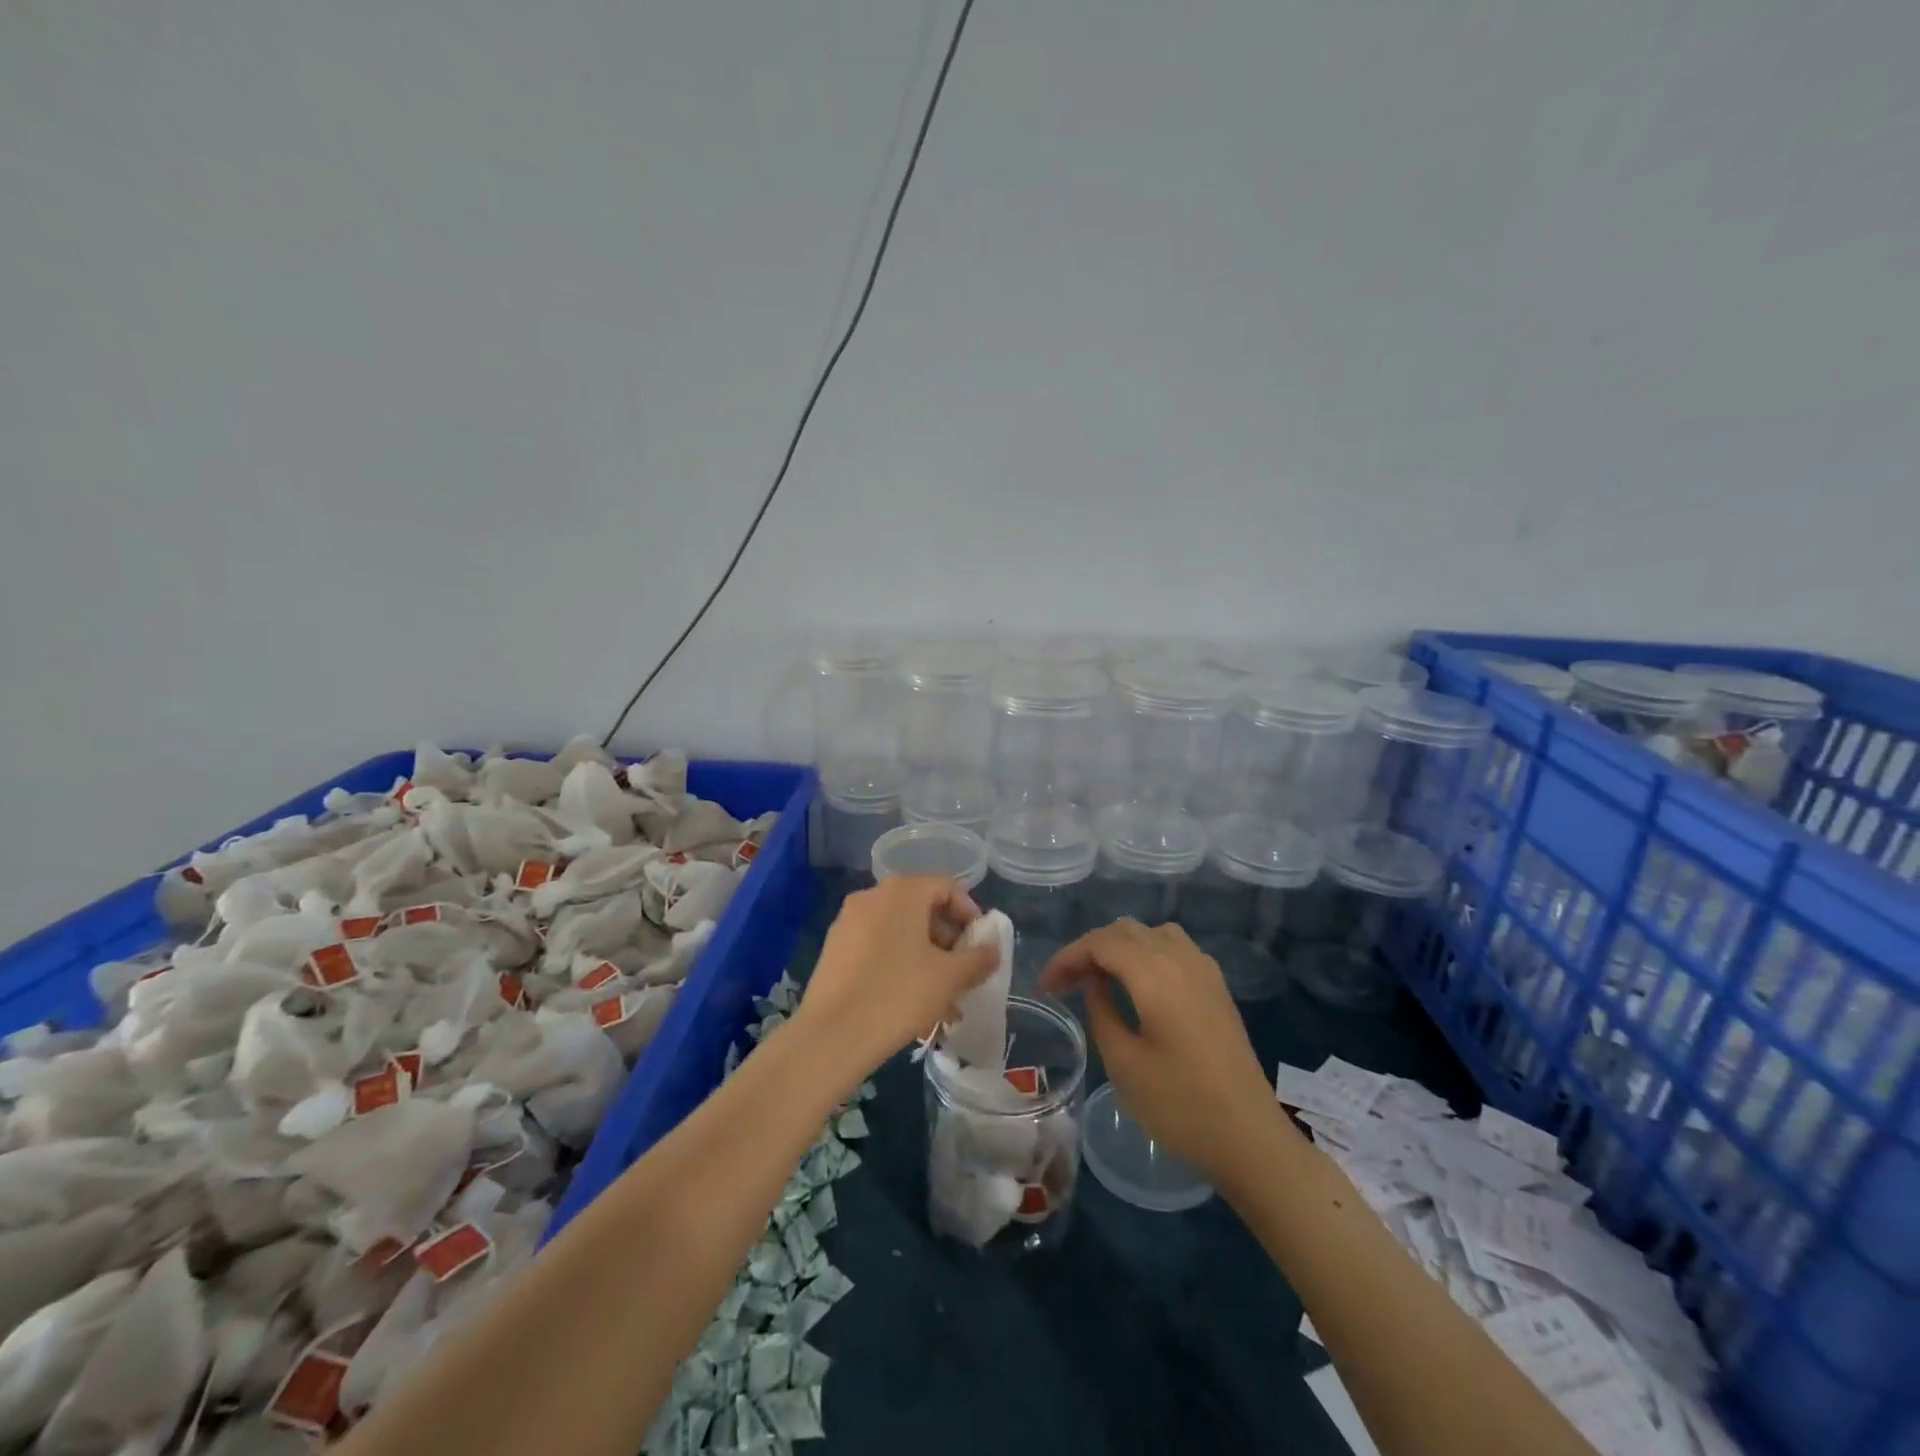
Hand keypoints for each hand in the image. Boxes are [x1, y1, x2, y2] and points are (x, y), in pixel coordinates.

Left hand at [795, 876, 1000, 1086]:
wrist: (832, 1035)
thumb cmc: (899, 994)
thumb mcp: (949, 977)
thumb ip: (978, 959)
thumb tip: (992, 950)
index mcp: (902, 891)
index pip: (946, 887)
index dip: (970, 913)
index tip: (980, 945)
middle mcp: (872, 896)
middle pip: (921, 909)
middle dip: (948, 942)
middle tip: (963, 974)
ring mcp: (849, 922)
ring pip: (900, 934)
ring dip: (926, 960)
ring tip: (943, 1002)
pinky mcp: (835, 950)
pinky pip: (878, 949)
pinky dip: (899, 967)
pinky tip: (912, 1005)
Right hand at [1040, 920, 1274, 1183]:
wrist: (1250, 1138)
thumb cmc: (1180, 1105)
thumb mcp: (1124, 1063)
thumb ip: (1101, 1011)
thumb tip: (1094, 983)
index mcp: (1155, 973)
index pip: (1099, 943)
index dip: (1067, 958)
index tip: (1046, 987)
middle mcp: (1181, 958)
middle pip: (1125, 930)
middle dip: (1090, 950)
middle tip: (1066, 984)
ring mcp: (1204, 970)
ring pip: (1151, 933)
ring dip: (1120, 947)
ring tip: (1099, 979)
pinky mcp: (1217, 987)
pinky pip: (1174, 948)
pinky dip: (1146, 953)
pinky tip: (1139, 986)